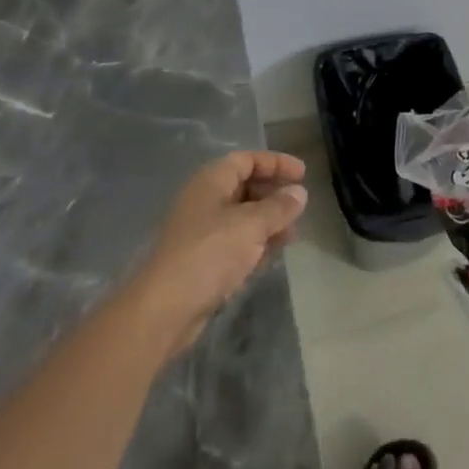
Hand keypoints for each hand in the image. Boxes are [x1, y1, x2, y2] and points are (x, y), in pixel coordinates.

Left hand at [129, 151, 307, 359]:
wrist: (165, 308)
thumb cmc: (210, 253)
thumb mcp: (251, 225)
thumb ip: (278, 207)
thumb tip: (299, 192)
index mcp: (212, 180)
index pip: (247, 160)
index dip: (275, 163)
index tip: (302, 174)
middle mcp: (205, 200)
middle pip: (245, 186)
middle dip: (273, 194)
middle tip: (299, 206)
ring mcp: (202, 231)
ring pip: (242, 217)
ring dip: (268, 221)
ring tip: (292, 234)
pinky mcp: (203, 260)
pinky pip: (236, 242)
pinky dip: (256, 243)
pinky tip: (272, 254)